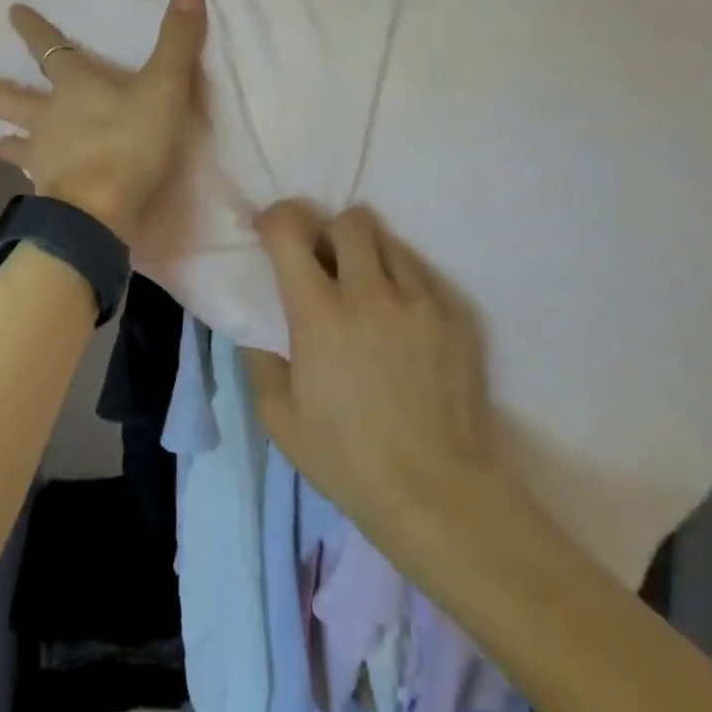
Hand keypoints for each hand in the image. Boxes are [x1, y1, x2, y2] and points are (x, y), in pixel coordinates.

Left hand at [0, 0, 207, 244]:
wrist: (100, 210)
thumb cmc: (130, 143)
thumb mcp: (163, 87)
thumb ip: (176, 42)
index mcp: (75, 87)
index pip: (50, 49)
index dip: (34, 29)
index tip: (12, 12)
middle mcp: (50, 118)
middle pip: (11, 98)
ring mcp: (44, 157)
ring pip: (18, 142)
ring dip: (6, 140)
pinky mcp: (49, 192)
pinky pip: (34, 181)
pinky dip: (30, 178)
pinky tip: (30, 186)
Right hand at [244, 203, 500, 540]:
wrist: (436, 492)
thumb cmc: (346, 460)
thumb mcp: (278, 417)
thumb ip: (259, 358)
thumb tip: (256, 322)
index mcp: (320, 315)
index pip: (290, 232)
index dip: (275, 219)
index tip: (271, 231)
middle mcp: (370, 294)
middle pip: (350, 220)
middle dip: (331, 230)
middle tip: (326, 262)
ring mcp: (419, 301)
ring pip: (390, 241)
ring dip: (369, 255)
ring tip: (368, 292)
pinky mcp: (455, 316)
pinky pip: (423, 274)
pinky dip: (403, 283)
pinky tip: (401, 322)